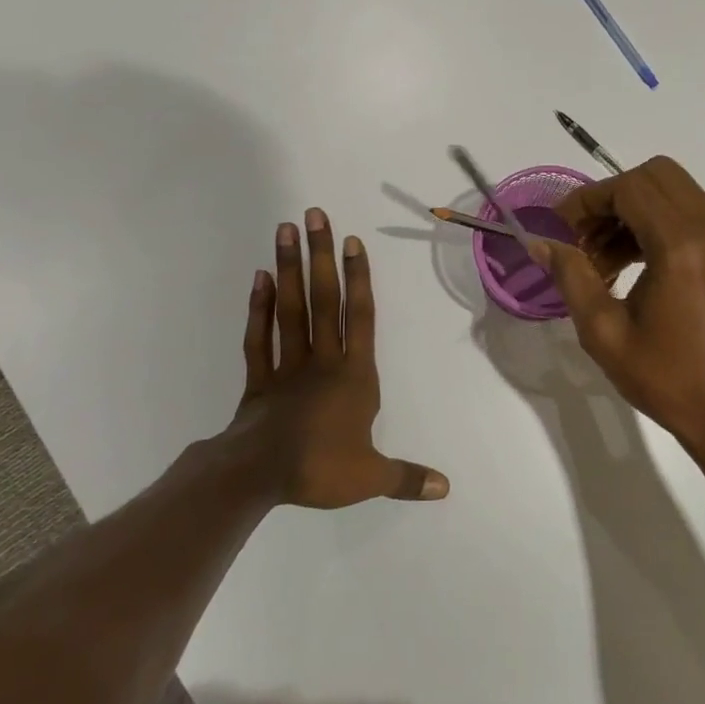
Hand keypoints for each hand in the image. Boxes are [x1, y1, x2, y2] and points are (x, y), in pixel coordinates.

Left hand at [225, 209, 448, 508]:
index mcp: (354, 377)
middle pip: (323, 300)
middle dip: (320, 257)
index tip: (351, 242)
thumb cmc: (320, 468)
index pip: (360, 318)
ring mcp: (287, 365)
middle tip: (313, 215)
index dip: (359, 279)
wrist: (258, 476)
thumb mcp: (371, 477)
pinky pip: (259, 336)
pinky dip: (259, 307)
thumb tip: (446, 488)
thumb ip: (407, 477)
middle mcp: (322, 360)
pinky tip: (260, 279)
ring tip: (285, 230)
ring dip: (288, 269)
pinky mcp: (259, 378)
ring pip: (290, 309)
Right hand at [533, 157, 704, 460]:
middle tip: (585, 237)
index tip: (561, 227)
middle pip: (657, 176)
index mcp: (683, 246)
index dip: (589, 200)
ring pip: (677, 193)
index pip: (630, 188)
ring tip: (604, 261)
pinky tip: (636, 266)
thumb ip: (572, 277)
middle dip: (613, 197)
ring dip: (635, 212)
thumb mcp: (605, 333)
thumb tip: (541, 243)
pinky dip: (660, 225)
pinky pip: (694, 216)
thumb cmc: (668, 379)